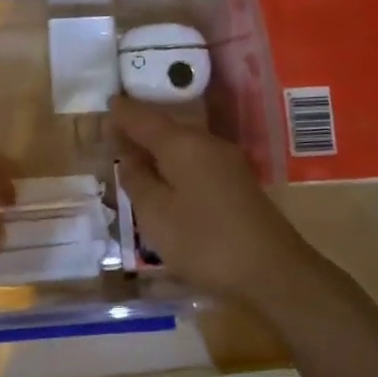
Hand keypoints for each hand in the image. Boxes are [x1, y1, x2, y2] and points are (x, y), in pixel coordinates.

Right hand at [108, 95, 320, 303]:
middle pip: (166, 129)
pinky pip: (196, 162)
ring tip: (133, 157)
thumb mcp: (156, 215)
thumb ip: (137, 181)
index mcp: (182, 144)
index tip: (105, 105)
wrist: (272, 271)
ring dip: (157, 149)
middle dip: (139, 130)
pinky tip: (165, 180)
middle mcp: (206, 143)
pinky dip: (175, 165)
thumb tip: (128, 156)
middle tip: (112, 135)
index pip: (143, 118)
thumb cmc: (204, 241)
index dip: (122, 113)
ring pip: (182, 146)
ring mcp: (227, 162)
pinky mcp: (237, 183)